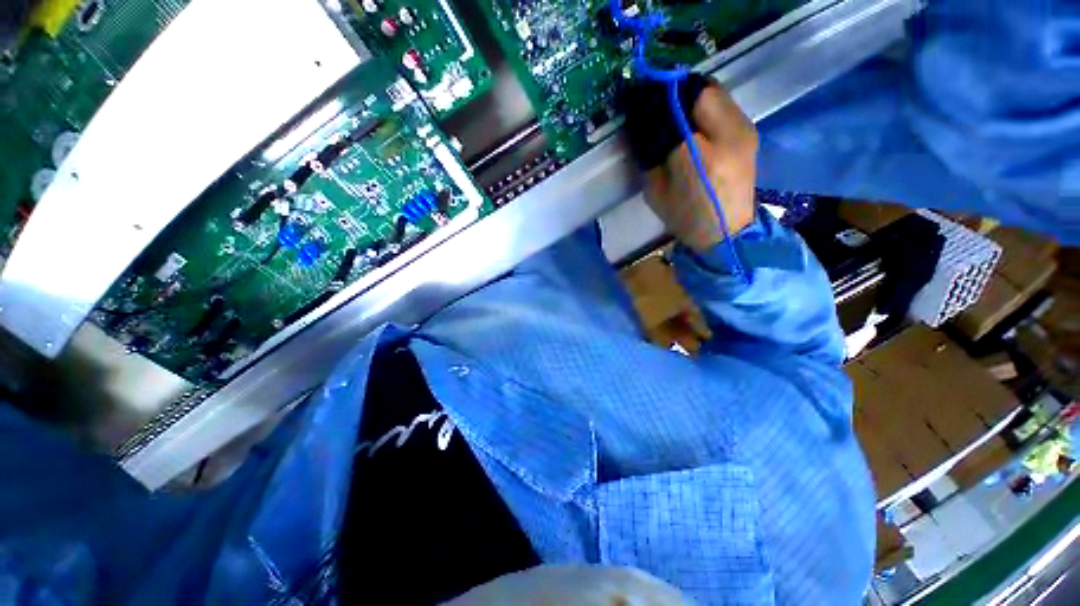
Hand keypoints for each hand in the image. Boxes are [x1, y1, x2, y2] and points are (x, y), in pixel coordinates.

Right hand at [643, 83, 757, 251]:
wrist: (726, 231)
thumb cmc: (685, 217)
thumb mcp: (656, 191)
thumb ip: (650, 155)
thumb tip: (643, 123)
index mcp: (699, 157)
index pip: (676, 109)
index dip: (659, 98)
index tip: (642, 98)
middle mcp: (729, 135)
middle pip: (703, 89)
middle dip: (677, 91)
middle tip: (658, 100)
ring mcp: (744, 130)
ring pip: (716, 92)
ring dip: (692, 95)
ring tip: (674, 109)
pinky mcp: (749, 132)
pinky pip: (724, 104)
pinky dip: (705, 104)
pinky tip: (694, 119)